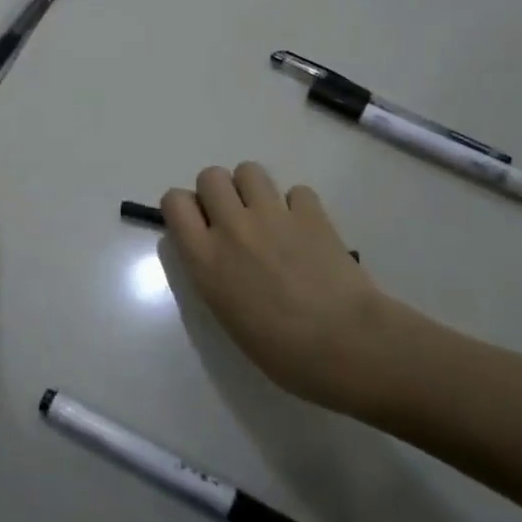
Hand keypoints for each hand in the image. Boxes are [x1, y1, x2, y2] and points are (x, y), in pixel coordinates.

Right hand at [161, 163, 426, 417]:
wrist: (346, 345)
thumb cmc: (281, 350)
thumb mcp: (226, 313)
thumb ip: (212, 272)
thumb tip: (217, 252)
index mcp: (205, 258)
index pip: (174, 202)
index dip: (184, 208)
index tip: (198, 225)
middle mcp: (232, 227)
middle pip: (210, 176)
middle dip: (218, 192)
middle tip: (234, 219)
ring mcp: (273, 215)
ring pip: (249, 170)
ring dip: (253, 189)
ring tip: (267, 216)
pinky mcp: (311, 212)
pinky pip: (295, 190)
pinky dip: (297, 206)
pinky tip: (305, 229)